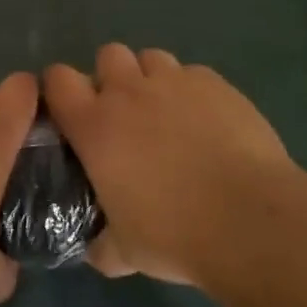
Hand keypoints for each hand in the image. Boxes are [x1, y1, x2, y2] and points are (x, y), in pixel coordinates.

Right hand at [44, 44, 298, 285]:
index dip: (61, 90)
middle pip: (108, 55)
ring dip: (151, 79)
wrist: (249, 220)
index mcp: (95, 125)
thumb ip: (102, 244)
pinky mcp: (217, 84)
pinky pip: (193, 74)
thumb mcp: (124, 251)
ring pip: (152, 58)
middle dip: (112, 77)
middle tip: (125, 115)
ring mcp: (175, 82)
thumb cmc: (174, 234)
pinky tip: (208, 122)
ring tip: (168, 114)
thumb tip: (97, 248)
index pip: (58, 79)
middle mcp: (129, 92)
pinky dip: (193, 92)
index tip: (71, 112)